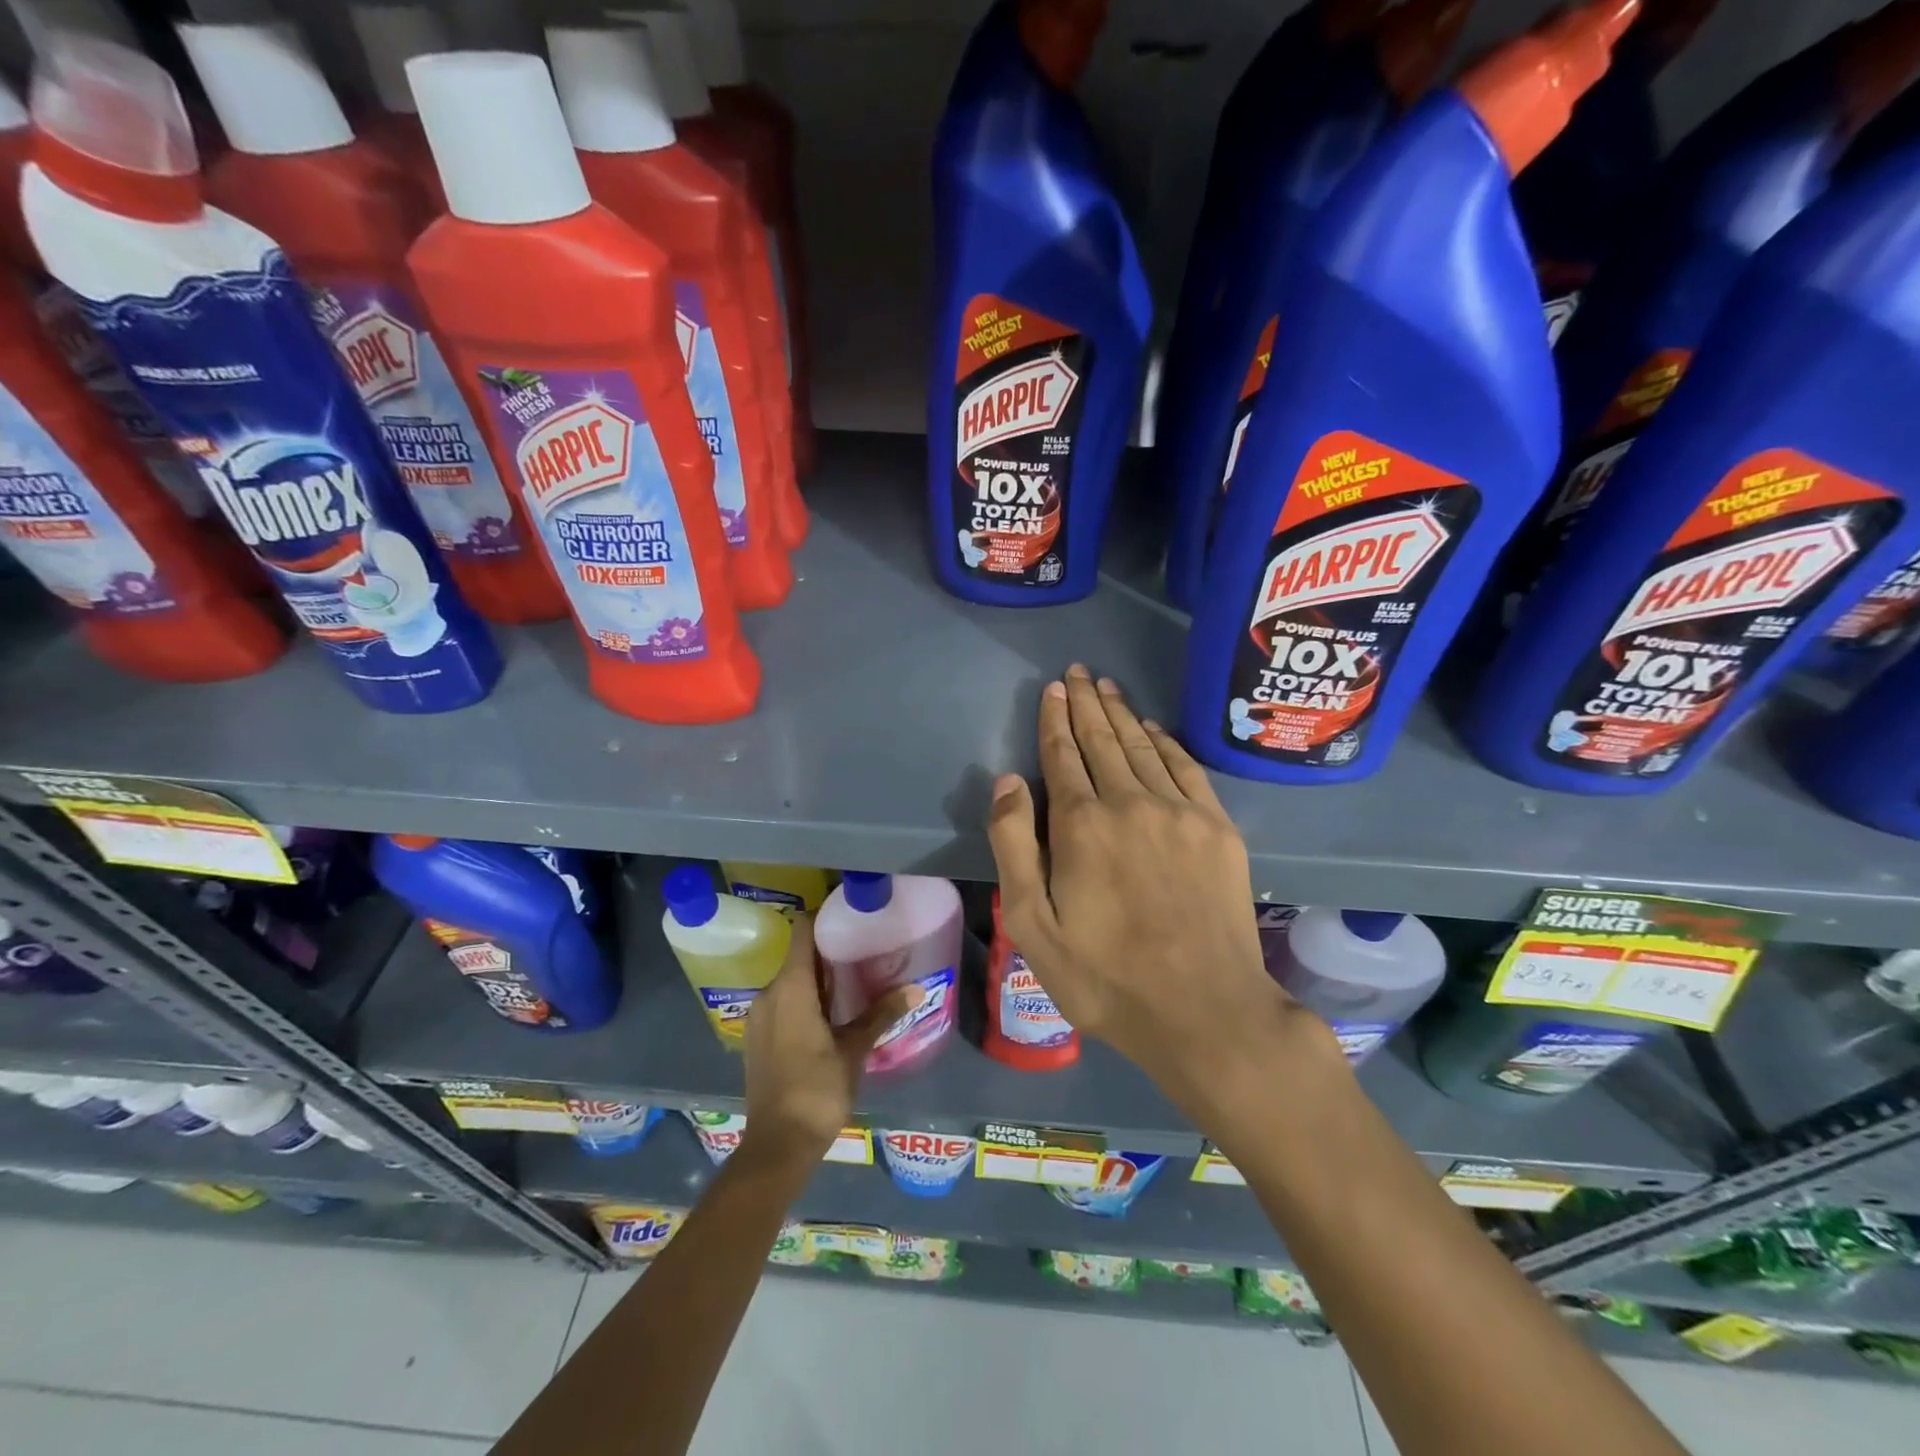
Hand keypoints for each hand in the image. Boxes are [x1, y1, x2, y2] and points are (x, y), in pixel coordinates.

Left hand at [739, 914, 919, 1169]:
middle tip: (864, 948)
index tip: (850, 914)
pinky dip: (804, 998)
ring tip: (853, 979)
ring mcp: (760, 1016)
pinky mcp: (758, 1037)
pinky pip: (783, 1002)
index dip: (824, 917)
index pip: (803, 931)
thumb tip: (917, 988)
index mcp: (790, 987)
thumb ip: (882, 1013)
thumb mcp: (855, 1050)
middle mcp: (769, 993)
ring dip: (818, 978)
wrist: (777, 1145)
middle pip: (798, 955)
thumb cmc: (818, 1089)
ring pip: (790, 981)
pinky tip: (830, 1013)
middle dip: (829, 951)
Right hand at [988, 666, 1330, 1118]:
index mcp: (1081, 824)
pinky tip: (1155, 729)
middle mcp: (1130, 802)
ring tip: (1108, 687)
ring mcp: (1180, 812)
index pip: (1063, 755)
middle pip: (1103, 740)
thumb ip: (1014, 846)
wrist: (1205, 1010)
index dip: (1055, 720)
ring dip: (1122, 714)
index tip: (1053, 690)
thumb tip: (1008, 780)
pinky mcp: (1218, 829)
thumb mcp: (1032, 924)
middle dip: (1086, 703)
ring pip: (1144, 747)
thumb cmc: (1105, 977)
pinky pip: (1187, 769)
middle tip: (1078, 672)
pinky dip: (1167, 742)